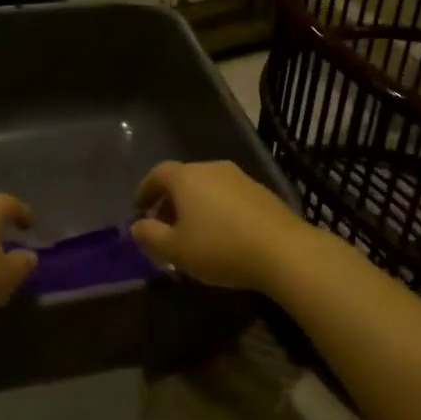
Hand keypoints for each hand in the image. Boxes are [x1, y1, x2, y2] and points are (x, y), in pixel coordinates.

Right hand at [131, 161, 310, 293]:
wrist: (283, 250)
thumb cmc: (220, 248)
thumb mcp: (175, 250)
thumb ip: (150, 236)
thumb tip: (137, 226)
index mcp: (186, 177)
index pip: (157, 174)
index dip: (144, 191)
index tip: (139, 210)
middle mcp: (212, 168)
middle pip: (183, 179)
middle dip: (170, 201)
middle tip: (164, 226)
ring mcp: (240, 178)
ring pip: (207, 187)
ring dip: (195, 206)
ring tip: (193, 234)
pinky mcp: (261, 192)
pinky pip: (228, 196)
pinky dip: (217, 209)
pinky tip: (222, 234)